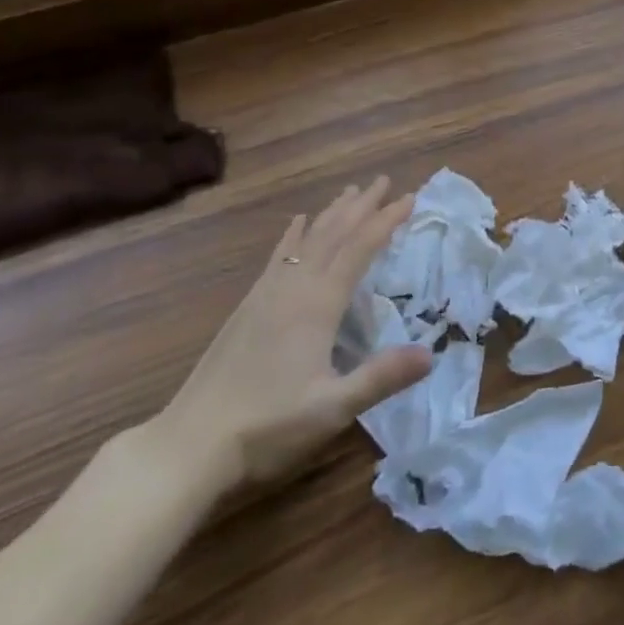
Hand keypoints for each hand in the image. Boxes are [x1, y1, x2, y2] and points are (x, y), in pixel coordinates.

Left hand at [142, 178, 432, 501]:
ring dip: (332, 213)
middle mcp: (294, 287)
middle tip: (384, 181)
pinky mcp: (248, 306)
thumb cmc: (267, 426)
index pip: (360, 248)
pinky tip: (296, 224)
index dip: (386, 220)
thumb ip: (381, 377)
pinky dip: (294, 235)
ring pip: (307, 239)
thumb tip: (432, 354)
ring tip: (350, 191)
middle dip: (361, 205)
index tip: (410, 197)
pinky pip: (279, 256)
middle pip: (333, 233)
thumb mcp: (332, 408)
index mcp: (318, 304)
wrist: (190, 443)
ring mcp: (267, 294)